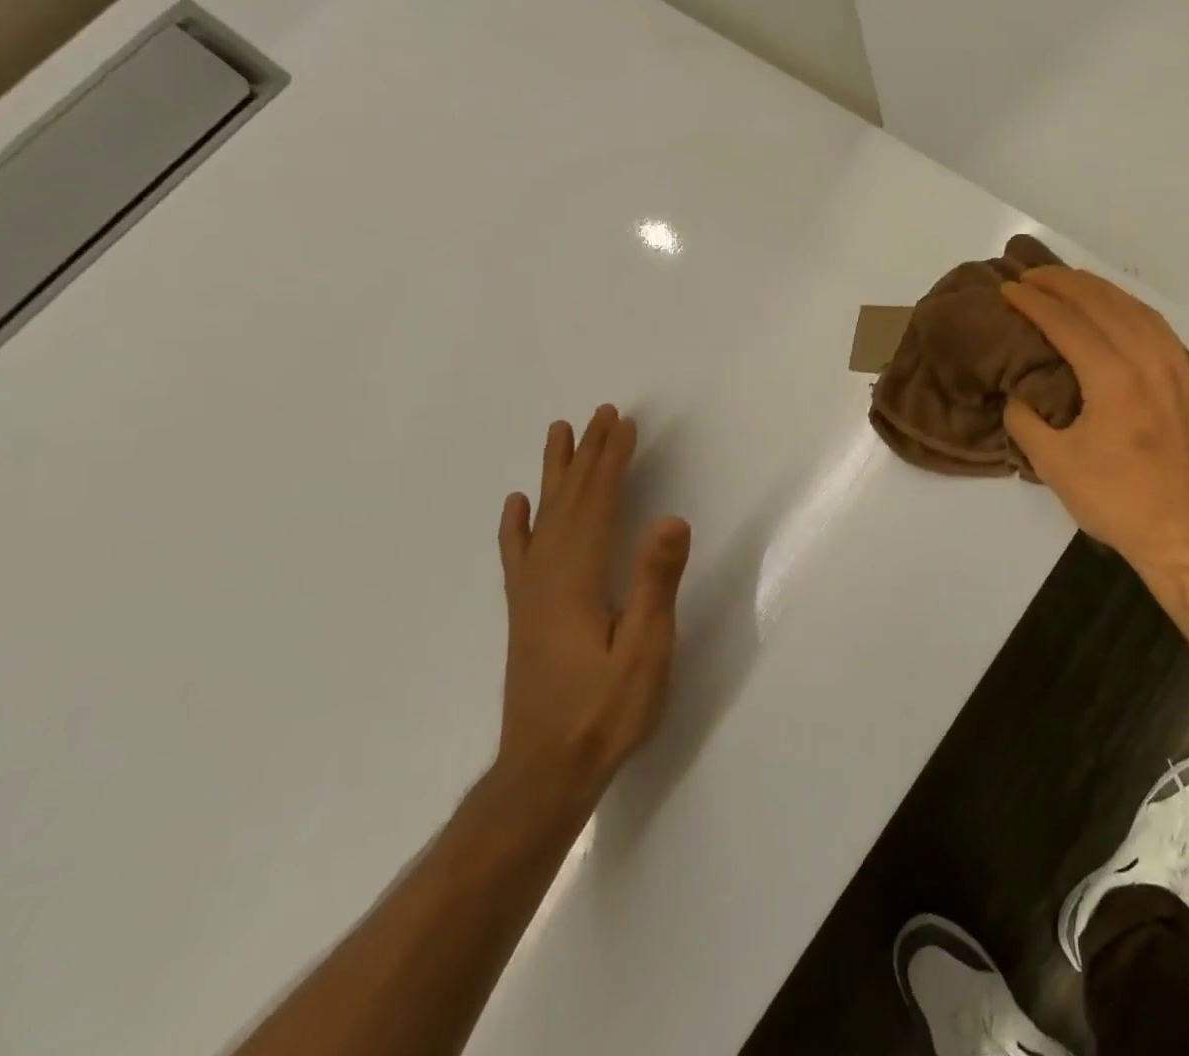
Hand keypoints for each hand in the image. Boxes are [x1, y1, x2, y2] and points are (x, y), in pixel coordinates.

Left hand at [494, 405, 689, 810]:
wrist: (544, 774)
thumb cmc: (605, 712)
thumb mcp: (645, 649)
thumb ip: (655, 582)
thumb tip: (672, 518)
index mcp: (576, 579)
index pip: (596, 504)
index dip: (611, 460)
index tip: (623, 423)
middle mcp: (546, 576)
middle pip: (568, 501)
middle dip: (587, 454)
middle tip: (600, 413)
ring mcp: (530, 596)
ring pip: (542, 519)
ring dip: (555, 474)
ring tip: (558, 435)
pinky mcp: (526, 614)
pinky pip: (519, 554)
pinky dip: (518, 524)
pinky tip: (516, 507)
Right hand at [1003, 268, 1188, 573]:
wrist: (1185, 532)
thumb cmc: (1116, 500)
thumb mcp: (1054, 465)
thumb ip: (1025, 421)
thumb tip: (1016, 394)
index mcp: (1113, 378)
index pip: (1068, 323)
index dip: (1034, 302)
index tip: (1008, 288)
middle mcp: (1148, 360)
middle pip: (1103, 304)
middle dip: (1063, 283)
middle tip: (1031, 274)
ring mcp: (1176, 367)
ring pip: (1135, 308)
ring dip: (1098, 288)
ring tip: (1068, 281)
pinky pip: (1157, 326)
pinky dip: (1129, 306)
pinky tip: (1116, 308)